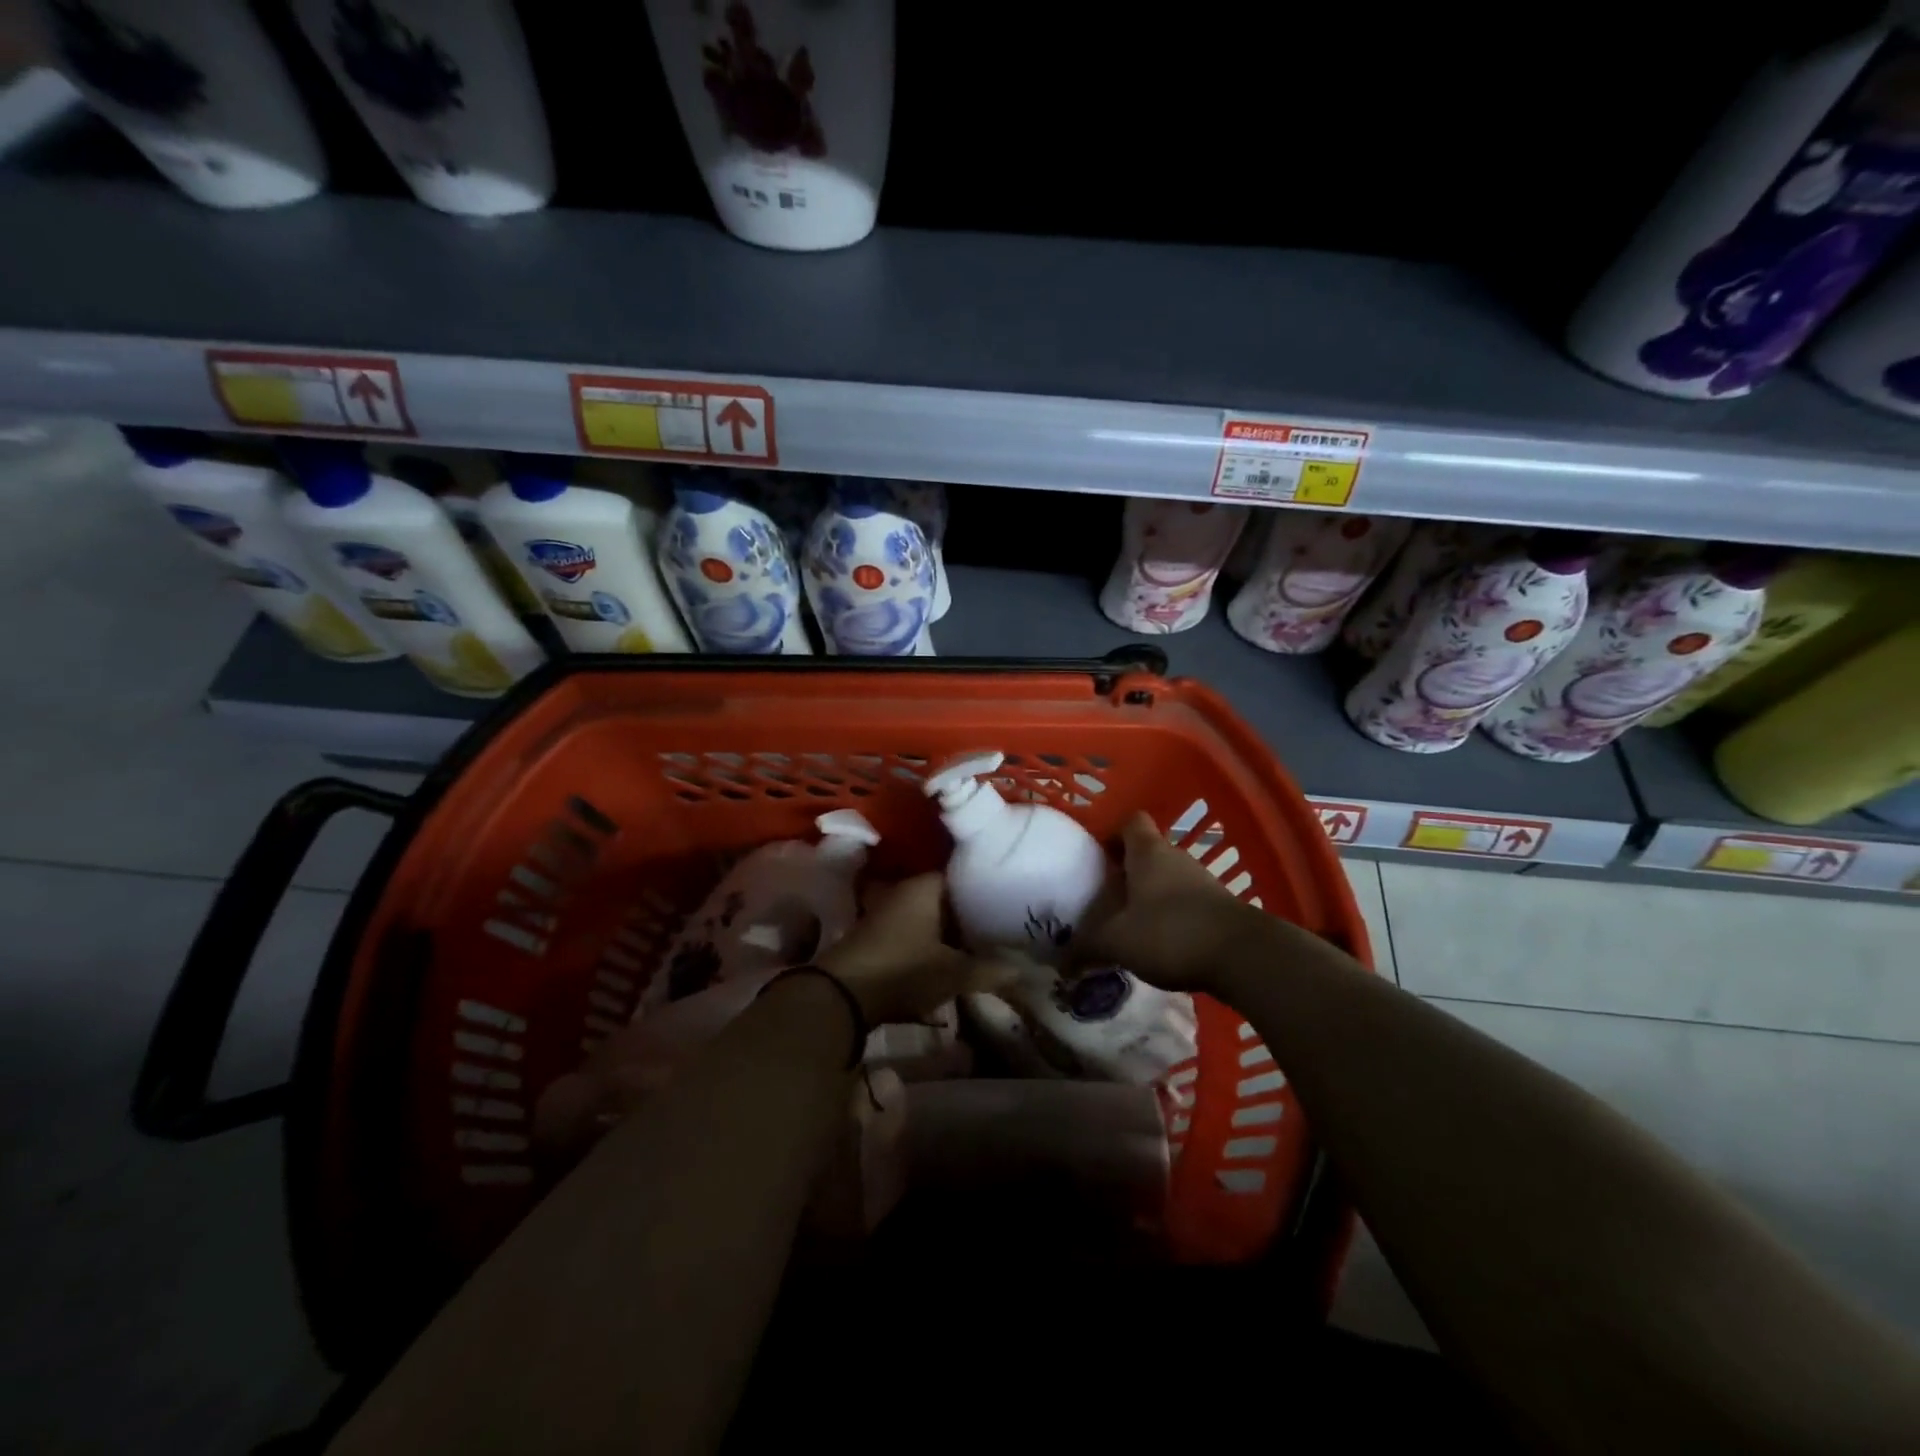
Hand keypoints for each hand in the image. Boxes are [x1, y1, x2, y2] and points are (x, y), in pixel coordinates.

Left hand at [816, 874, 1009, 1025]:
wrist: (840, 996)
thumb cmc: (902, 970)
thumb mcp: (953, 973)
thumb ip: (991, 969)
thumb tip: (1028, 970)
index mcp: (925, 886)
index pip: (964, 874)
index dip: (988, 888)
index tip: (1012, 902)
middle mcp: (905, 891)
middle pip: (948, 898)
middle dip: (972, 914)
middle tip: (1005, 927)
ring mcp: (889, 913)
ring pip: (932, 917)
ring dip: (952, 931)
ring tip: (985, 945)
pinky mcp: (880, 937)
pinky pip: (917, 933)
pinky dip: (934, 943)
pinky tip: (953, 960)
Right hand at [1069, 811, 1260, 992]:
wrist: (1244, 956)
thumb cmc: (1170, 933)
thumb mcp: (1117, 942)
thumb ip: (1086, 947)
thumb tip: (1060, 960)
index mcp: (1148, 852)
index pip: (1130, 822)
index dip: (1112, 834)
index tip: (1096, 857)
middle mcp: (1176, 858)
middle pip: (1147, 852)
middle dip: (1126, 872)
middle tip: (1104, 897)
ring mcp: (1202, 882)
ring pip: (1167, 879)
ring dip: (1149, 896)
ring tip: (1128, 925)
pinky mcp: (1219, 908)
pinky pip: (1186, 903)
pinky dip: (1171, 917)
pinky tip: (1159, 944)